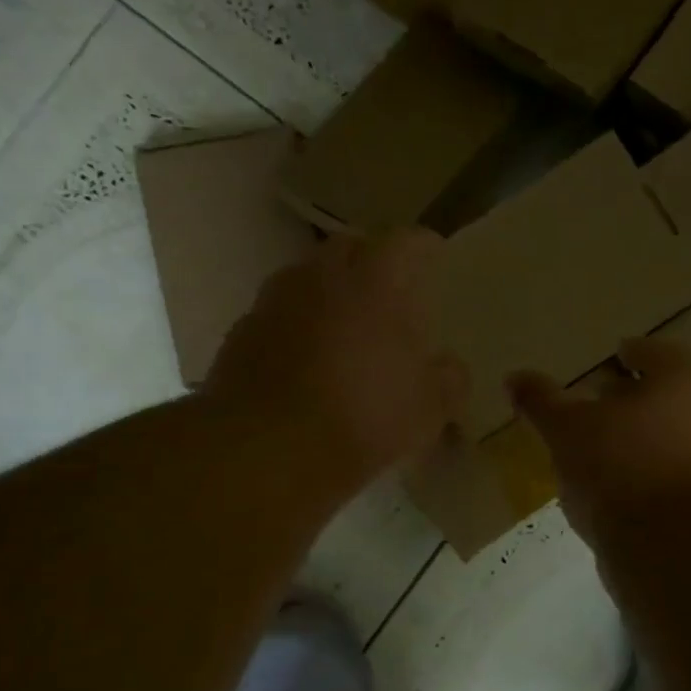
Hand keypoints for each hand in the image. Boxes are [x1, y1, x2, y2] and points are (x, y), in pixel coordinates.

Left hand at [201, 229, 467, 507]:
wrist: (267, 449)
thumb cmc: (363, 416)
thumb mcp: (429, 408)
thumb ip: (449, 379)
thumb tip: (449, 367)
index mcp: (374, 282)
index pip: (405, 241)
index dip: (423, 245)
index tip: (434, 254)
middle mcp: (321, 277)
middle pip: (348, 246)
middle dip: (370, 258)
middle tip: (388, 286)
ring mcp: (275, 302)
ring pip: (306, 277)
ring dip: (328, 290)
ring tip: (345, 321)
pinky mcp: (241, 333)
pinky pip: (278, 314)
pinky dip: (297, 324)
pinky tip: (307, 357)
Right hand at [508, 337, 690, 544]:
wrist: (669, 548)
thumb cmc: (619, 468)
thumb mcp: (566, 430)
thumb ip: (542, 401)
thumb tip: (514, 377)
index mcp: (679, 384)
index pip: (660, 353)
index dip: (636, 352)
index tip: (616, 355)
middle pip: (667, 395)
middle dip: (633, 396)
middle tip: (598, 399)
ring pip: (669, 435)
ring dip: (637, 436)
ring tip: (598, 445)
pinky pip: (667, 473)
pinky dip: (642, 471)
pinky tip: (611, 486)